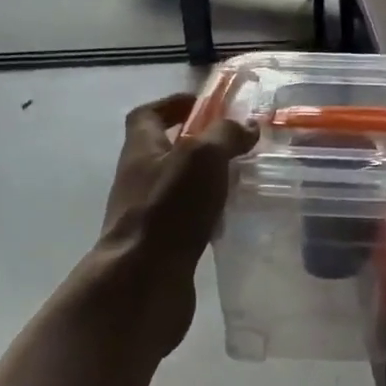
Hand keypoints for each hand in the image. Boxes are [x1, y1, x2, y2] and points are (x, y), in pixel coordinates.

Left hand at [41, 93, 256, 365]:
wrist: (142, 282)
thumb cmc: (169, 209)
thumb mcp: (202, 157)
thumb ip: (226, 135)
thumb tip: (246, 127)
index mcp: (141, 150)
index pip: (147, 115)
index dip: (172, 104)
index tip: (204, 104)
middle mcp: (139, 179)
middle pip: (165, 150)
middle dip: (199, 143)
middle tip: (237, 143)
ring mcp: (148, 214)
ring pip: (179, 185)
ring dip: (207, 179)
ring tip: (242, 178)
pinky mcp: (162, 244)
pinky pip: (187, 218)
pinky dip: (209, 212)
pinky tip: (233, 217)